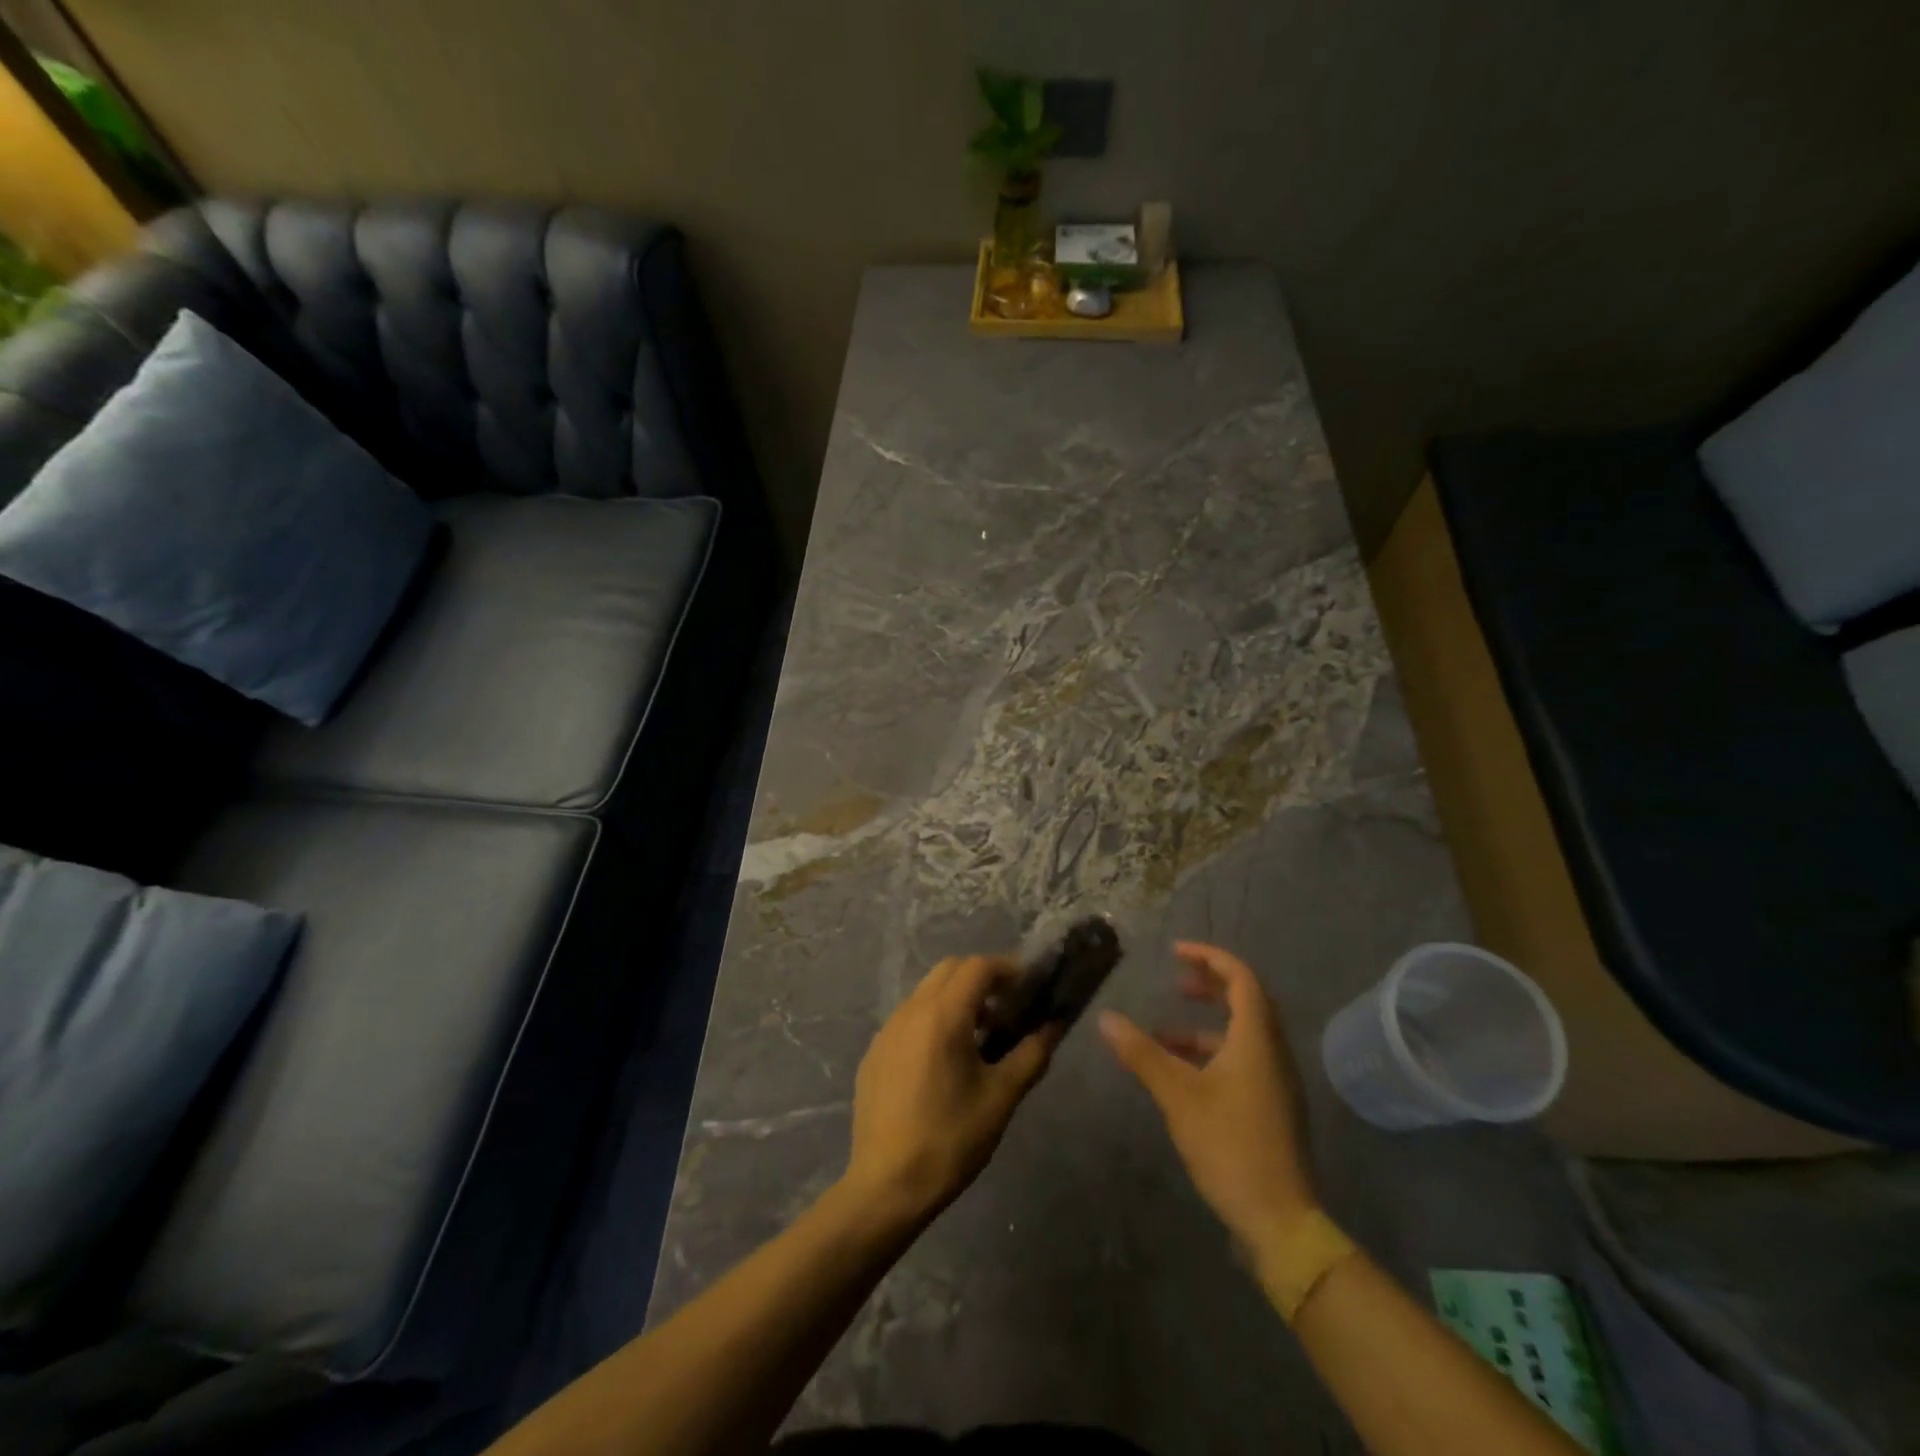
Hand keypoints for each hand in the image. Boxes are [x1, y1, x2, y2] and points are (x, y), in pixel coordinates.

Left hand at [844, 956, 1056, 1224]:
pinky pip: (909, 1017)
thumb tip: (1054, 1025)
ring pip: (927, 992)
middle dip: (982, 978)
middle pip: (950, 970)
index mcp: (942, 1015)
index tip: (1030, 988)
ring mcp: (887, 1030)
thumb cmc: (950, 1140)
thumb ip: (1032, 1054)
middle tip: (1008, 1008)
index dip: (1008, 969)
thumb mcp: (1001, 1098)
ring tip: (980, 1036)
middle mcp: (911, 1011)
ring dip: (957, 998)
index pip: (978, 966)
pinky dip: (933, 1019)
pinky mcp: (874, 1052)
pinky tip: (945, 1061)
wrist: (886, 1187)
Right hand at [1099, 941, 1318, 1245]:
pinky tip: (1182, 1075)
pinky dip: (1212, 1053)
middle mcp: (1273, 1053)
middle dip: (1210, 986)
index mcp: (1257, 1040)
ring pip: (1243, 1035)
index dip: (1209, 958)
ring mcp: (1276, 1083)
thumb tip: (1106, 1018)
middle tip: (1176, 982)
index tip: (1175, 952)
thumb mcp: (1178, 1095)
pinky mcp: (1272, 1108)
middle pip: (1247, 1002)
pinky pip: (1243, 1060)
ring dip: (1206, 1025)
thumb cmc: (1230, 1146)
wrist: (1281, 1221)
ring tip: (1163, 1034)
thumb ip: (1142, 1053)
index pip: (1241, 978)